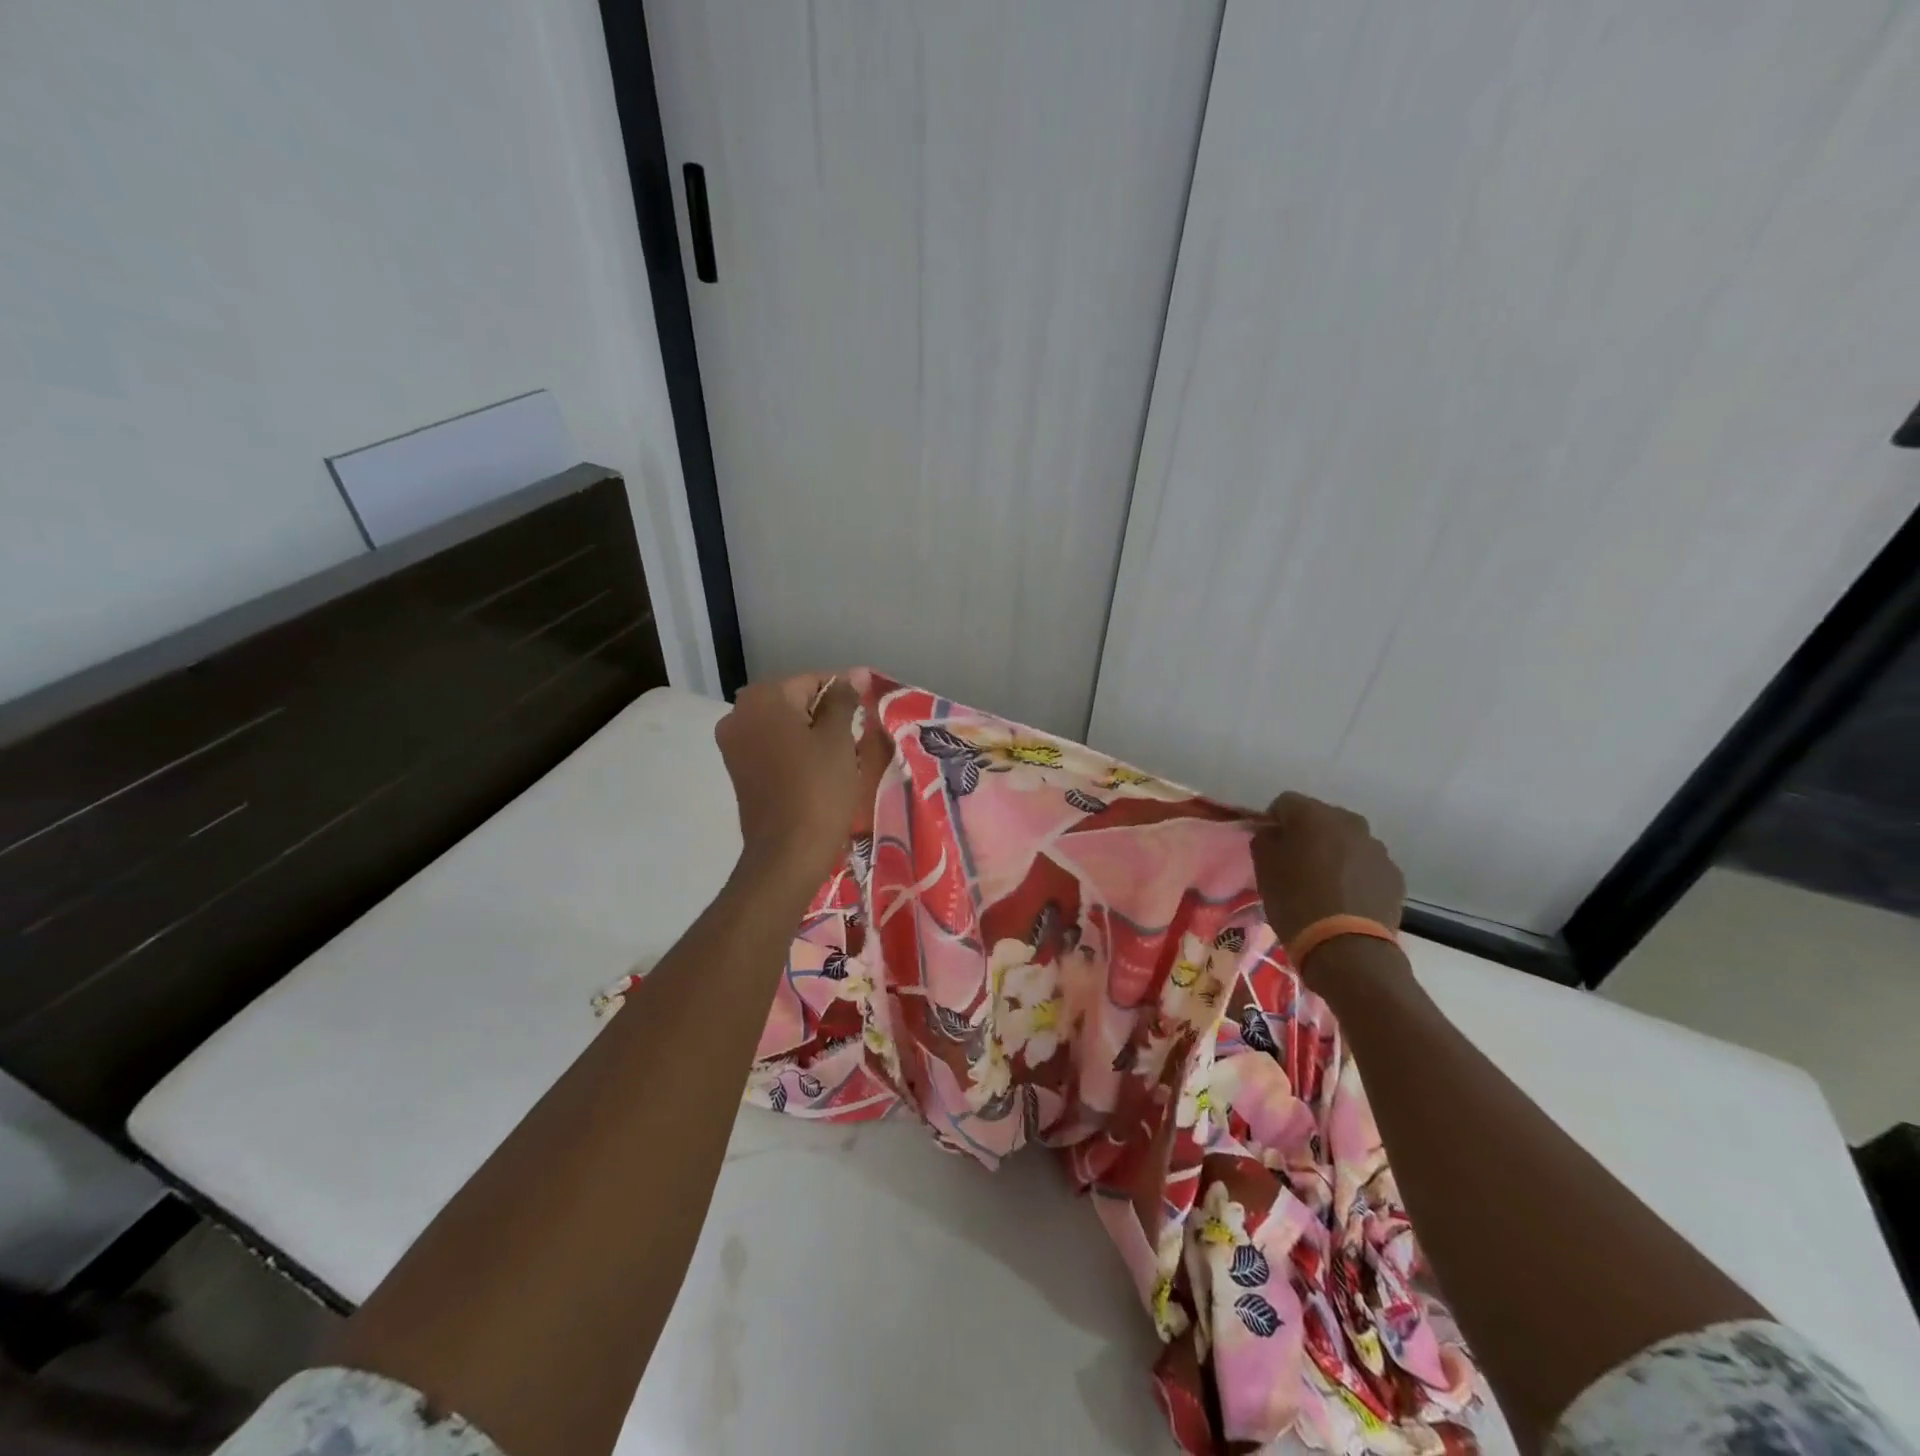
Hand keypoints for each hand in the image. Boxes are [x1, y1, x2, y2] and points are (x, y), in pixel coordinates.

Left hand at [714, 673, 866, 890]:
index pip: (813, 681)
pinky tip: (819, 771)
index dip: (844, 694)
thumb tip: (855, 673)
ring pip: (783, 725)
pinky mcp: (738, 771)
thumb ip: (844, 700)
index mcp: (762, 698)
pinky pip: (772, 747)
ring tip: (842, 755)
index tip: (867, 712)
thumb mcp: (838, 739)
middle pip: (794, 701)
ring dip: (811, 734)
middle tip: (856, 736)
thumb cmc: (819, 790)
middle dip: (826, 714)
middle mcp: (738, 714)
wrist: (788, 854)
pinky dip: (795, 751)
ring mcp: (734, 744)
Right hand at [1249, 792, 1405, 945]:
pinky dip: (1354, 874)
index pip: (1285, 802)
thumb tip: (1274, 833)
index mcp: (1315, 816)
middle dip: (1307, 834)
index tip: (1269, 843)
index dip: (1273, 820)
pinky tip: (1344, 898)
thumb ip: (1265, 840)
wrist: (1347, 949)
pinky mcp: (1394, 875)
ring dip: (1334, 853)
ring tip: (1323, 883)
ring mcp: (1377, 849)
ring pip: (1347, 841)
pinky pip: (1366, 865)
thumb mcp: (1263, 869)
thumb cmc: (1296, 902)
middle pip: (1321, 818)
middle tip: (1295, 862)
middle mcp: (1350, 823)